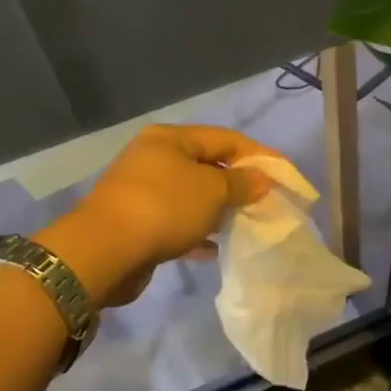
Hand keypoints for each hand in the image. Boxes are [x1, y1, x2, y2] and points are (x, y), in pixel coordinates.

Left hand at [40, 124, 274, 305]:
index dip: (258, 155)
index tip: (285, 175)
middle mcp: (153, 158)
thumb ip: (241, 183)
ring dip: (216, 209)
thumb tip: (261, 179)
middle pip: (206, 165)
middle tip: (265, 202)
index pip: (225, 138)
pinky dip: (195, 232)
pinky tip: (212, 249)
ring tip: (242, 224)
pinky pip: (175, 222)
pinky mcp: (135, 222)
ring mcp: (141, 191)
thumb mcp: (212, 191)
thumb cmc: (164, 208)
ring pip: (190, 196)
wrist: (104, 251)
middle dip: (237, 183)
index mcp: (170, 139)